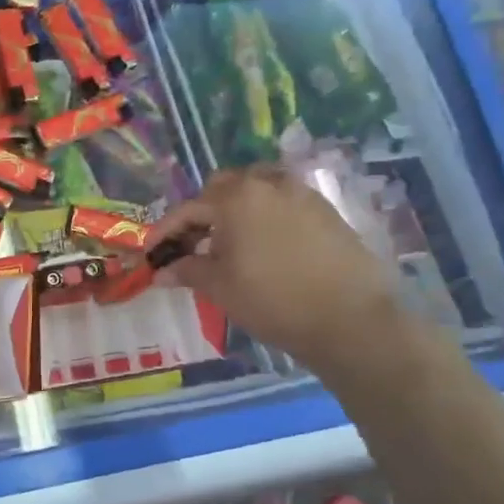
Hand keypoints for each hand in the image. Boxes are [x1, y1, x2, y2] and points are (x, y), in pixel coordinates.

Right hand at [147, 164, 408, 377]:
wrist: (351, 320)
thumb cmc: (273, 301)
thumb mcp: (220, 287)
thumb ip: (188, 270)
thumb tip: (162, 271)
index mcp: (236, 198)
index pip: (188, 209)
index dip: (165, 231)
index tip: (151, 252)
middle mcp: (268, 184)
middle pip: (224, 188)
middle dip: (203, 212)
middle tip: (193, 244)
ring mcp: (302, 194)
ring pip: (257, 190)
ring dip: (236, 209)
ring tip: (230, 243)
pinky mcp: (326, 210)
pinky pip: (283, 202)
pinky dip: (265, 216)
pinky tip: (264, 246)